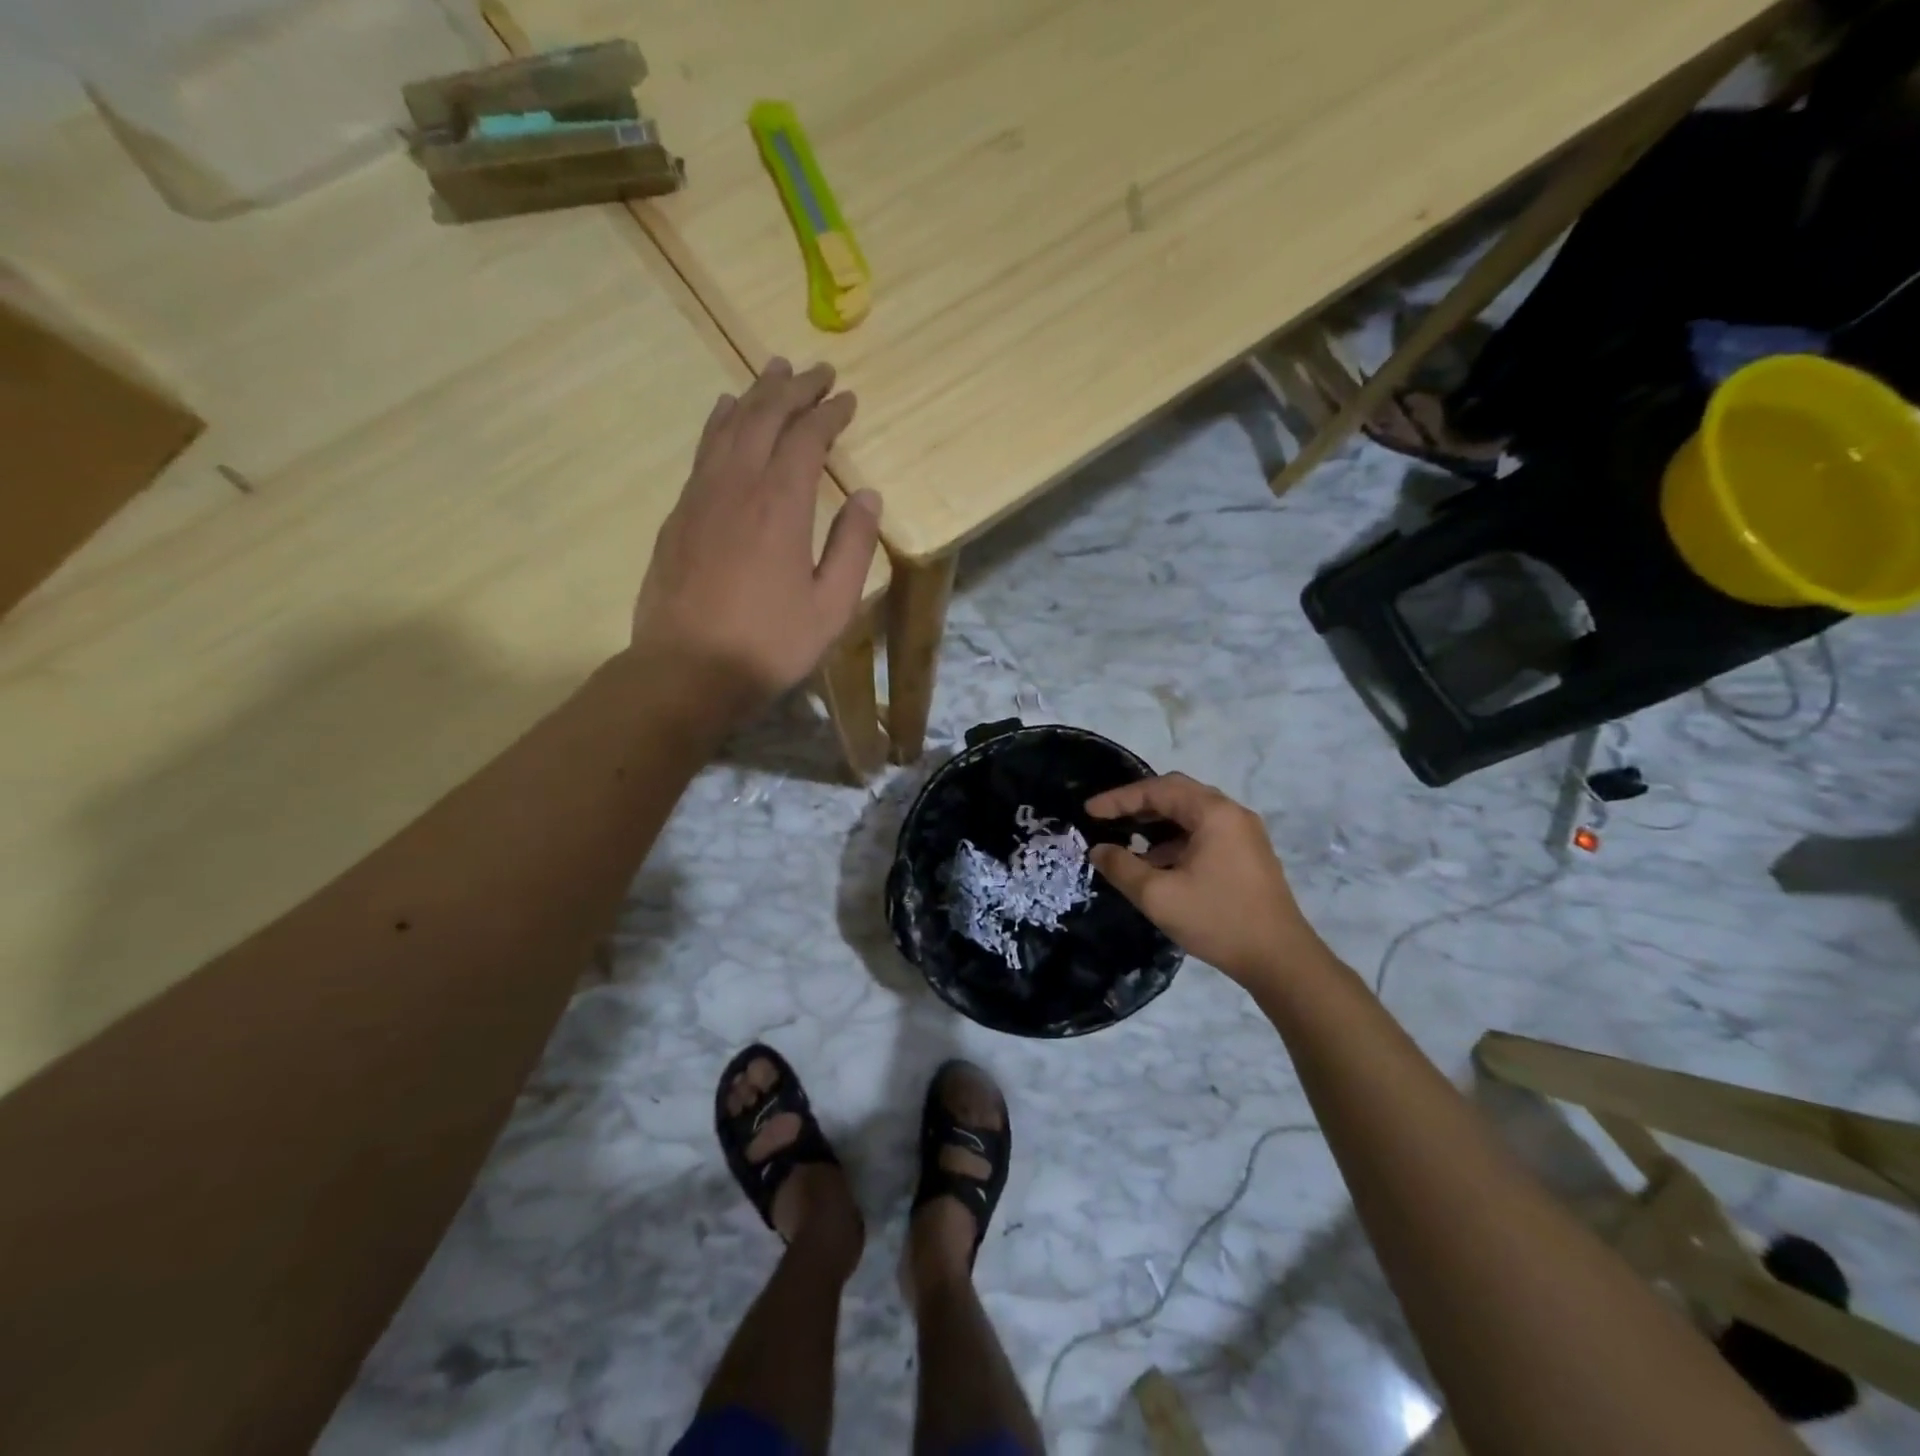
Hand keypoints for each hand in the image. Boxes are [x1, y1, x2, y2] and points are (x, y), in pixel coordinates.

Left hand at [632, 358, 881, 712]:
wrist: (686, 671)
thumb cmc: (769, 644)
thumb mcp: (830, 606)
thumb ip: (852, 547)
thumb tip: (868, 497)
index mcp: (781, 506)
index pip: (806, 438)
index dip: (829, 413)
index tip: (847, 398)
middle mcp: (738, 486)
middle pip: (764, 418)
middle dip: (792, 389)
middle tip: (815, 370)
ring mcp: (701, 498)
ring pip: (727, 428)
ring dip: (754, 395)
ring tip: (772, 373)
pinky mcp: (679, 516)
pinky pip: (703, 452)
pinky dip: (719, 424)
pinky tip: (725, 417)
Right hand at [1086, 773, 1322, 989]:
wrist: (1280, 960)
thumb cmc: (1218, 920)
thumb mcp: (1158, 896)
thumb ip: (1122, 868)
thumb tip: (1099, 850)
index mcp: (1214, 813)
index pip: (1157, 790)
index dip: (1119, 799)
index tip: (1089, 812)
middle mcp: (1232, 814)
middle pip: (1177, 793)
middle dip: (1138, 804)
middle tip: (1108, 818)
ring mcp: (1244, 834)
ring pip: (1191, 813)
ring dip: (1158, 823)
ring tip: (1128, 842)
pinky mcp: (1247, 854)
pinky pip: (1204, 832)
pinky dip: (1176, 839)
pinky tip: (1158, 863)